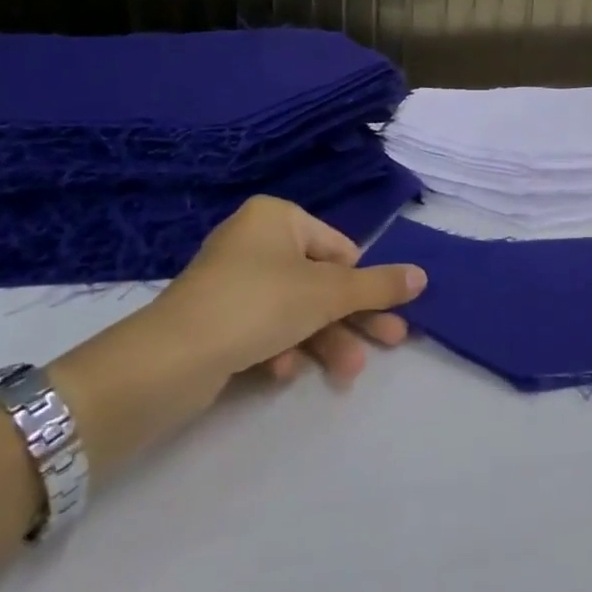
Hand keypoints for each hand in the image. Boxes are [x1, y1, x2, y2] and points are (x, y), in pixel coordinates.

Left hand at [49, 197, 425, 474]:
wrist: (168, 360)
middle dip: (352, 318)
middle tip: (390, 344)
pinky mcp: (216, 319)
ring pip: (296, 310)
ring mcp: (233, 281)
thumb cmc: (258, 304)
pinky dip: (281, 348)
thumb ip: (378, 285)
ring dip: (324, 340)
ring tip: (347, 374)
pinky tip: (282, 372)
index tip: (389, 316)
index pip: (340, 248)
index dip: (365, 284)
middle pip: (321, 282)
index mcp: (278, 218)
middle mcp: (255, 241)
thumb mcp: (328, 293)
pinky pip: (264, 328)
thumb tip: (423, 275)